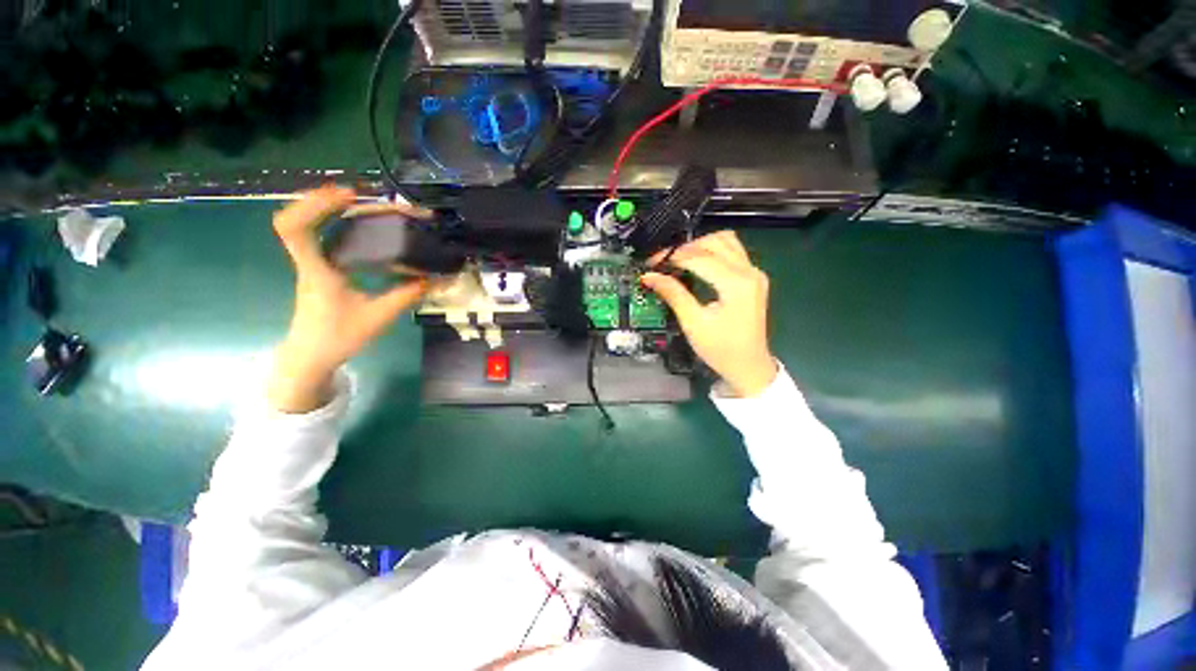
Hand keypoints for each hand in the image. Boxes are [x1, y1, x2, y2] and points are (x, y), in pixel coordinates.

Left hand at [268, 186, 431, 412]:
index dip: (316, 205)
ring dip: (327, 209)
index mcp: (317, 272)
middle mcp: (309, 262)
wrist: (311, 356)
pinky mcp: (318, 270)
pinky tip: (357, 226)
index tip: (348, 195)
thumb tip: (437, 279)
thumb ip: (407, 296)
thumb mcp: (378, 317)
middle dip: (323, 199)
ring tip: (360, 203)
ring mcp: (311, 265)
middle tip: (359, 194)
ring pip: (306, 226)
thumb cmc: (338, 337)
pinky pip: (318, 237)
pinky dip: (332, 224)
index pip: (295, 230)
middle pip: (296, 219)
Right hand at [641, 232, 777, 397]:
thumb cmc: (720, 349)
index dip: (672, 257)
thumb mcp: (693, 323)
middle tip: (664, 263)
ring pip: (726, 241)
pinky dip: (713, 252)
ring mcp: (754, 273)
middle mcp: (749, 271)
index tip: (652, 263)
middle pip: (714, 241)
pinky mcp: (754, 278)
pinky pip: (733, 252)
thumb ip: (673, 294)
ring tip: (679, 261)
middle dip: (685, 248)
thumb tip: (650, 276)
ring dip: (700, 246)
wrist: (749, 367)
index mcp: (736, 283)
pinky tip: (697, 265)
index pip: (699, 258)